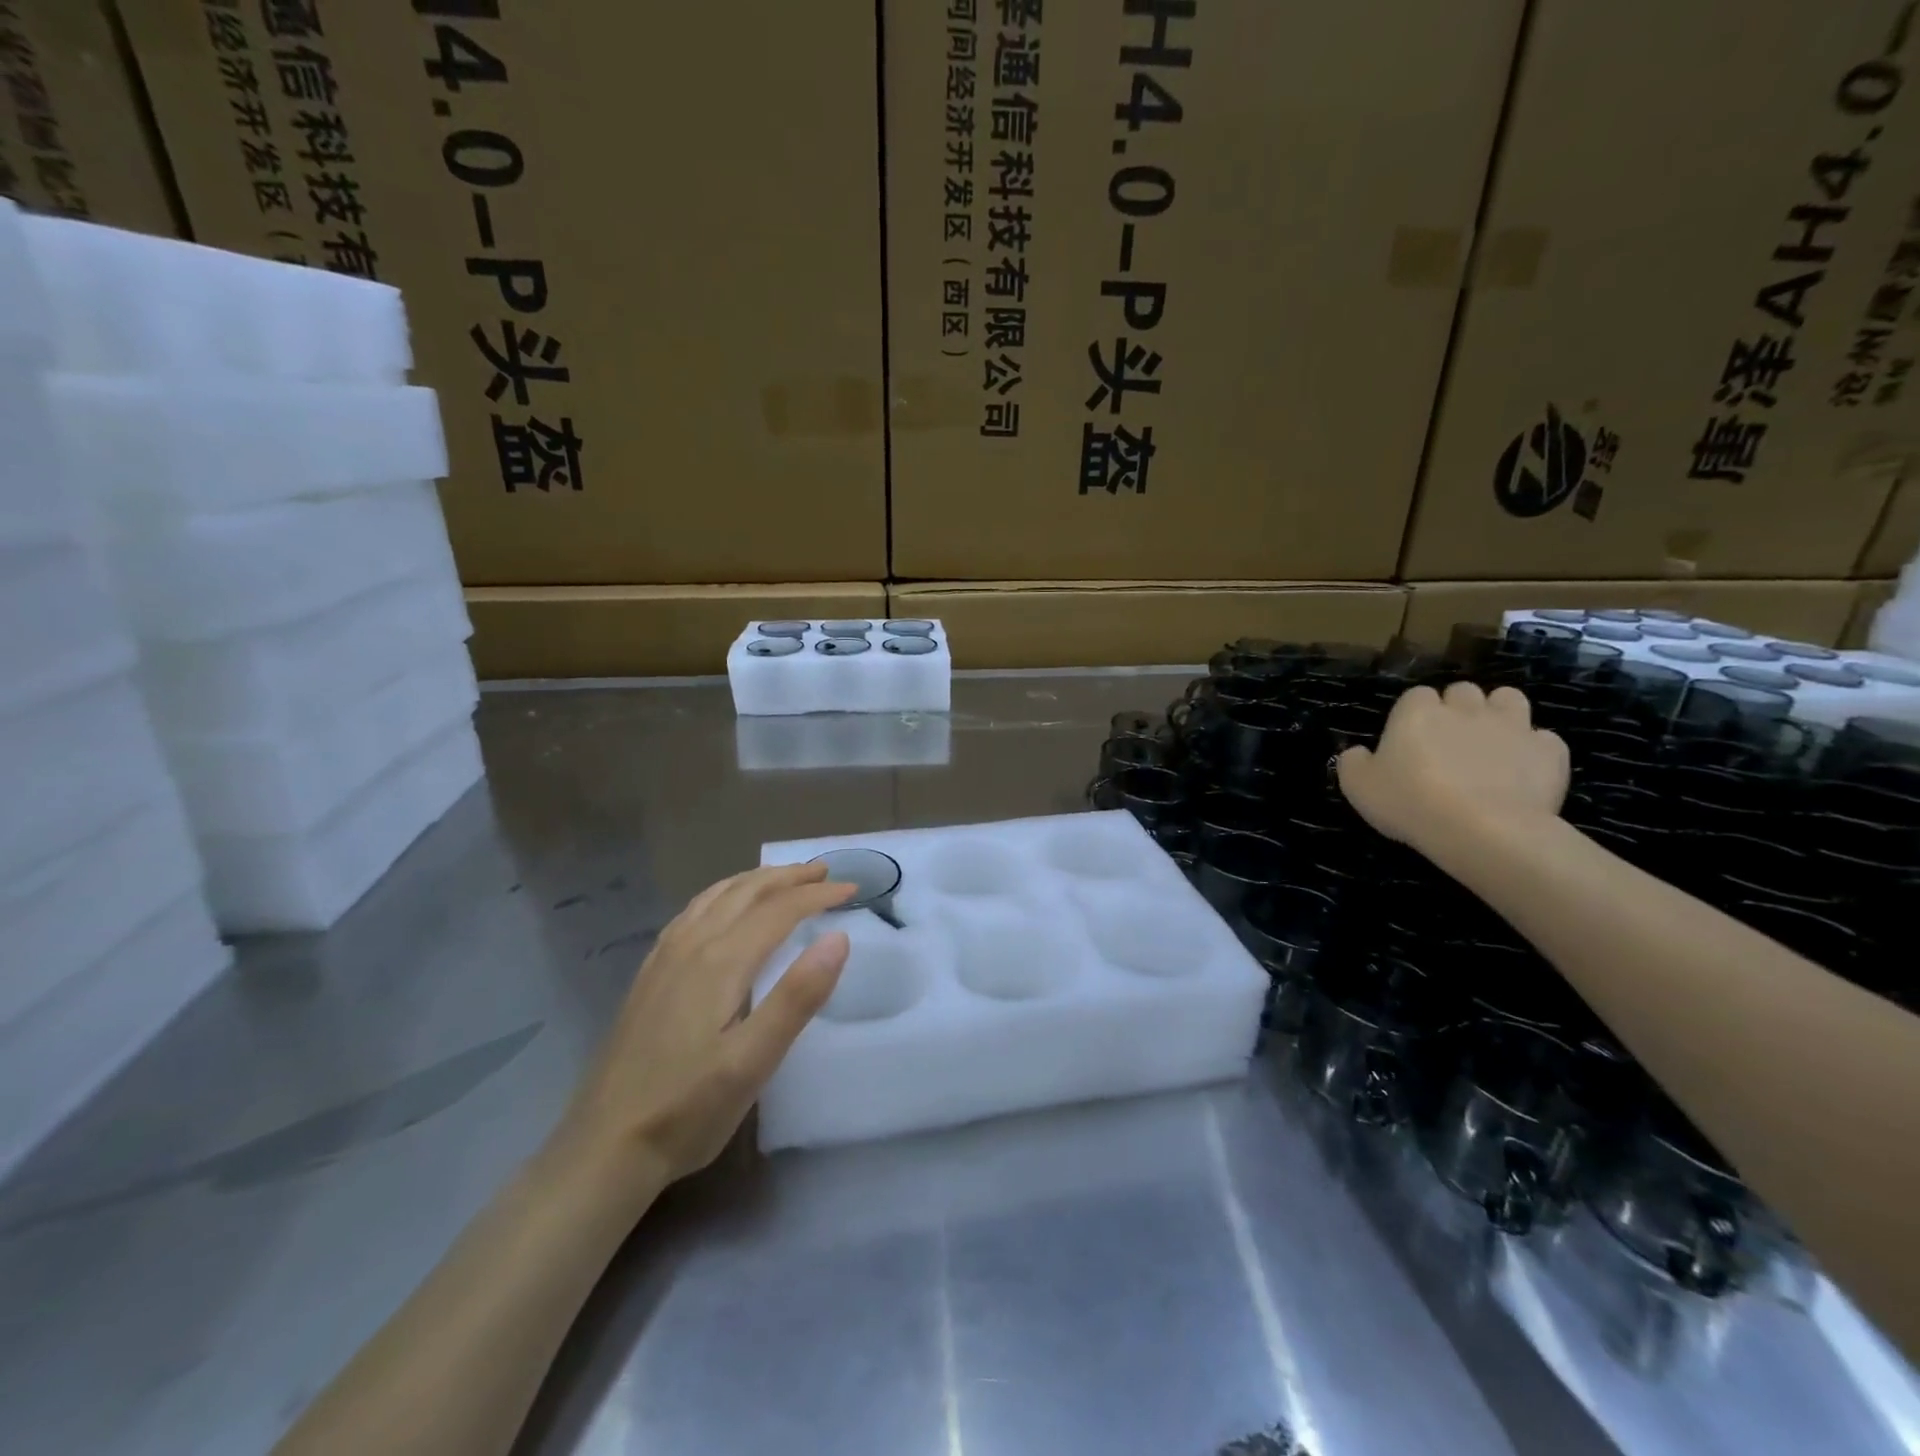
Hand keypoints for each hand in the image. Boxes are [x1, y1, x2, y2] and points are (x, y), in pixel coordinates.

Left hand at [550, 863, 854, 1196]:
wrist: (604, 1148)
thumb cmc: (688, 1109)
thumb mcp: (753, 1062)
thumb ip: (797, 997)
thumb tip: (838, 938)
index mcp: (721, 961)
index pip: (779, 910)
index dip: (818, 895)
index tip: (853, 888)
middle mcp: (691, 946)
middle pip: (746, 892)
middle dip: (788, 877)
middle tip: (824, 871)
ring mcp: (664, 959)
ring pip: (716, 897)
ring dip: (755, 880)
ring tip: (782, 877)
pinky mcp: (649, 976)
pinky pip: (691, 913)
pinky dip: (720, 895)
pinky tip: (721, 908)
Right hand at [1336, 682, 1569, 862]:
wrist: (1483, 829)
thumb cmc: (1410, 803)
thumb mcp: (1358, 787)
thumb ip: (1354, 762)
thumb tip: (1358, 752)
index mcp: (1417, 712)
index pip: (1414, 696)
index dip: (1412, 715)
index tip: (1409, 741)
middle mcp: (1465, 708)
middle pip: (1463, 691)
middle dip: (1457, 708)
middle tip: (1449, 741)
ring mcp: (1512, 725)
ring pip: (1509, 699)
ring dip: (1499, 714)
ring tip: (1491, 743)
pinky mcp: (1549, 751)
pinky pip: (1544, 739)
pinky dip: (1534, 750)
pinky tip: (1523, 771)